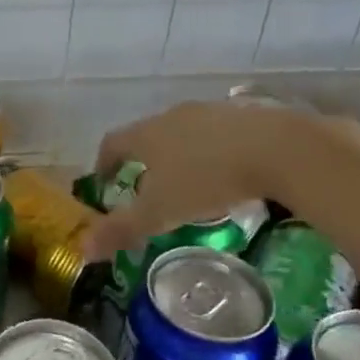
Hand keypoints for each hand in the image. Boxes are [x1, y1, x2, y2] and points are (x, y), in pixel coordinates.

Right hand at [78, 101, 359, 260]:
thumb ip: (122, 229)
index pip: (112, 143)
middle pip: (148, 134)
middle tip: (149, 189)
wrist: (277, 148)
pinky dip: (215, 151)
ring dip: (181, 154)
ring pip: (185, 132)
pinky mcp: (246, 114)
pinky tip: (230, 174)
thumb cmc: (207, 179)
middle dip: (144, 160)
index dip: (104, 163)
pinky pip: (219, 133)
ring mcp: (211, 111)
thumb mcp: (160, 213)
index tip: (104, 182)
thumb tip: (82, 248)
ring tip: (191, 184)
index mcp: (147, 134)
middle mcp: (173, 115)